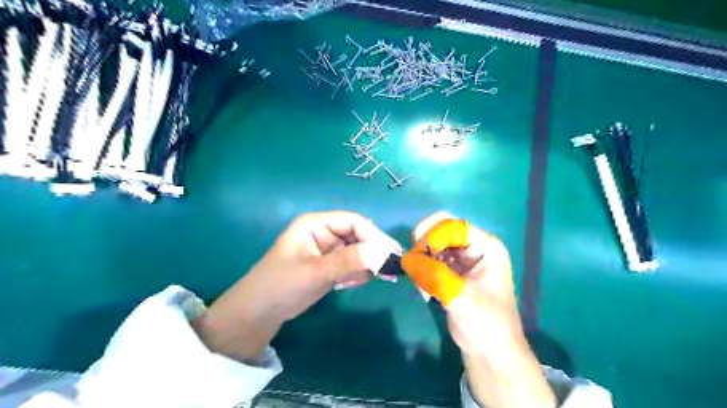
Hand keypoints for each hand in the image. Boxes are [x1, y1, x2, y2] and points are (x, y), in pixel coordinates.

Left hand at [189, 212, 399, 361]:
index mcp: (316, 224)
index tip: (391, 254)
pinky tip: (347, 285)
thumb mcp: (314, 272)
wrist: (258, 314)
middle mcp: (323, 232)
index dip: (374, 235)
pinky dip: (356, 273)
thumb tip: (383, 252)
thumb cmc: (280, 286)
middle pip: (358, 235)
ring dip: (364, 264)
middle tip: (389, 271)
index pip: (353, 222)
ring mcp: (327, 250)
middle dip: (372, 252)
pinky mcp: (329, 266)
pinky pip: (352, 264)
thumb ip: (348, 261)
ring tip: (357, 281)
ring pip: (357, 251)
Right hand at [408, 211, 556, 407]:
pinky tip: (423, 287)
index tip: (416, 251)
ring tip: (420, 280)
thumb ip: (433, 274)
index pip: (454, 226)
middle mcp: (475, 248)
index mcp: (486, 247)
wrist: (490, 353)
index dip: (432, 234)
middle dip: (425, 245)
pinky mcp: (453, 272)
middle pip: (442, 231)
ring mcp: (464, 260)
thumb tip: (407, 258)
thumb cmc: (485, 323)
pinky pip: (433, 260)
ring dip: (423, 258)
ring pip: (435, 245)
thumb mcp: (459, 296)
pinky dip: (424, 268)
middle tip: (414, 264)